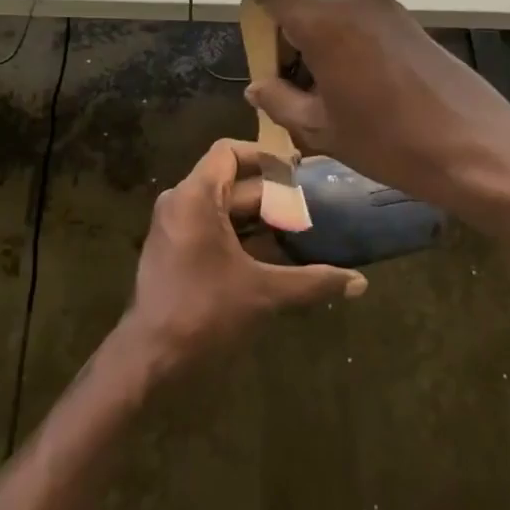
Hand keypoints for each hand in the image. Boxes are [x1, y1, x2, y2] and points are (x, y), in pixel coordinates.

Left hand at [122, 139, 365, 373]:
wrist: (150, 357)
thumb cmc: (204, 311)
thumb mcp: (263, 293)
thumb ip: (312, 282)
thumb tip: (360, 283)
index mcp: (196, 196)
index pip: (229, 152)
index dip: (264, 156)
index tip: (297, 171)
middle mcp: (181, 202)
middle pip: (231, 181)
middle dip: (271, 194)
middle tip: (310, 207)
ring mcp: (174, 226)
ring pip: (222, 206)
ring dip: (257, 217)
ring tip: (297, 229)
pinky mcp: (173, 249)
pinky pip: (210, 225)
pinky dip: (240, 233)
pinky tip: (271, 255)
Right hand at [220, 0, 509, 213]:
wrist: (478, 148)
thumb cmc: (390, 141)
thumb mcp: (323, 129)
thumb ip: (280, 100)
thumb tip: (258, 85)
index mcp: (325, 22)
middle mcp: (354, 2)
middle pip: (303, 10)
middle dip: (285, 41)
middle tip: (282, 86)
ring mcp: (387, 10)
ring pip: (332, 19)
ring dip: (316, 47)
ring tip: (323, 98)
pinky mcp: (410, 23)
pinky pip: (359, 26)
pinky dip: (344, 47)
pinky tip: (355, 90)